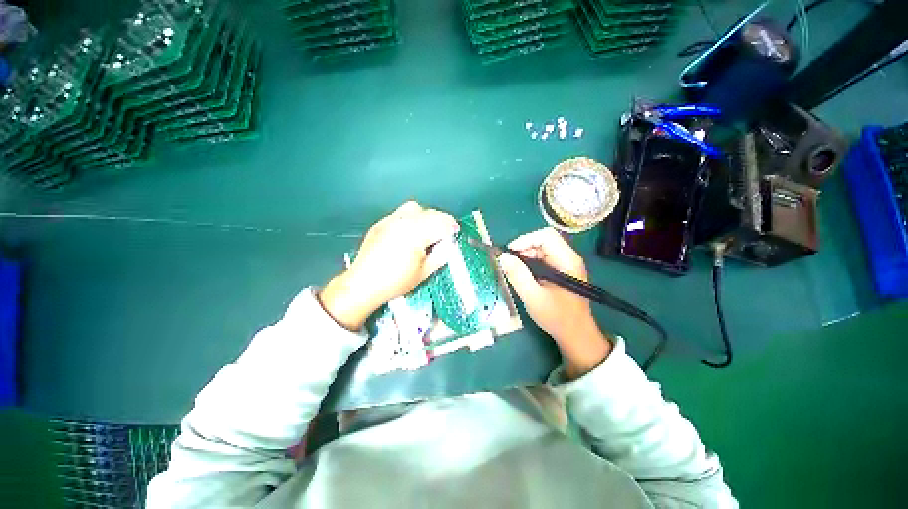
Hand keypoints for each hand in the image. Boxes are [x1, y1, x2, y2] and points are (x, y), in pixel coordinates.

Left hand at [320, 201, 458, 329]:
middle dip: (441, 221)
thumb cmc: (395, 282)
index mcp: (415, 235)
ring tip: (427, 230)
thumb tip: (449, 244)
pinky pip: (401, 213)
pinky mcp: (381, 223)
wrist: (363, 284)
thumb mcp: (424, 273)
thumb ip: (441, 255)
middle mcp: (402, 222)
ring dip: (426, 216)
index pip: (440, 223)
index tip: (456, 232)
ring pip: (415, 208)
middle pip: (430, 213)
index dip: (451, 226)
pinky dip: (411, 217)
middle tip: (444, 233)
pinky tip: (410, 231)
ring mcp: (390, 220)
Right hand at [498, 227, 612, 378]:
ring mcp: (565, 263)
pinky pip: (542, 258)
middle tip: (510, 266)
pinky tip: (524, 276)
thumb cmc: (557, 317)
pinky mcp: (561, 270)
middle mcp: (568, 257)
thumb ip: (518, 276)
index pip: (546, 235)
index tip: (509, 254)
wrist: (576, 334)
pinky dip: (530, 263)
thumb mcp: (533, 297)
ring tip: (516, 273)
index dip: (525, 240)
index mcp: (567, 260)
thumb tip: (502, 256)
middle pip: (543, 240)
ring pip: (541, 249)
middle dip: (523, 249)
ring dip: (525, 257)